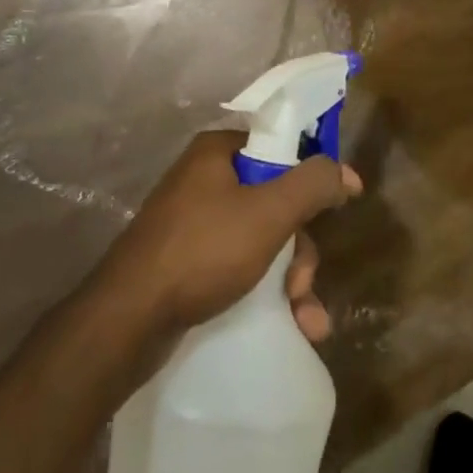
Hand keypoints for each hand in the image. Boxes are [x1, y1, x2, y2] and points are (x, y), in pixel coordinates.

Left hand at [100, 130, 362, 340]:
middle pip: (275, 200)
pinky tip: (292, 326)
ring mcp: (194, 224)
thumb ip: (311, 185)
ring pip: (263, 240)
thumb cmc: (202, 250)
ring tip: (306, 320)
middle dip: (300, 248)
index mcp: (217, 153)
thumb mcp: (267, 213)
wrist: (127, 320)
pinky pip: (242, 266)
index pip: (278, 147)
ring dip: (292, 280)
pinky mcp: (189, 263)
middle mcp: (205, 181)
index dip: (311, 175)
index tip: (339, 203)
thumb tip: (345, 172)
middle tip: (303, 283)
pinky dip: (268, 292)